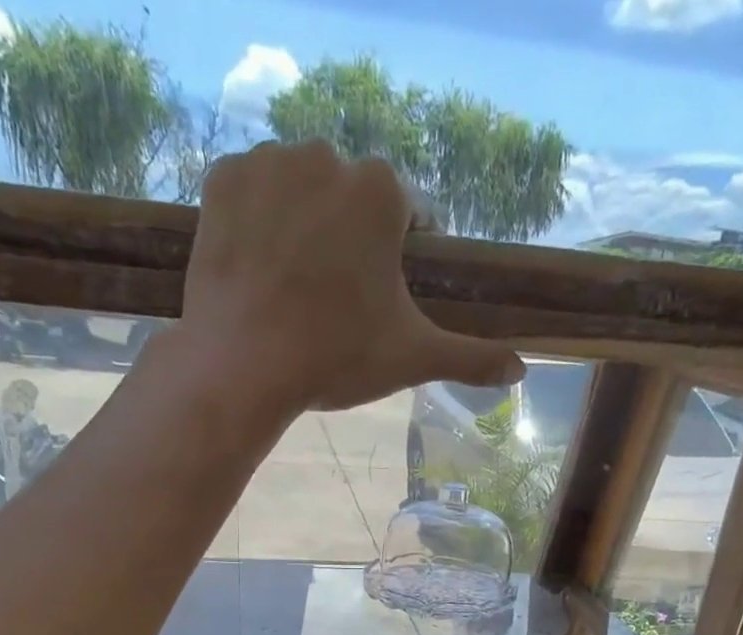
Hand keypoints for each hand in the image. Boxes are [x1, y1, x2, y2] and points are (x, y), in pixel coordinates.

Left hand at [180, 141, 523, 413]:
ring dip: (304, 225)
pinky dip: (258, 222)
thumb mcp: (412, 357)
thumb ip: (470, 357)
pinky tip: (259, 268)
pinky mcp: (221, 180)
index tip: (382, 298)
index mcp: (379, 190)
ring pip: (300, 191)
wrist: (244, 365)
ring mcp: (267, 163)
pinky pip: (251, 193)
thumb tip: (521, 370)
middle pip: (349, 200)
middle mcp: (325, 156)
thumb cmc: (337, 356)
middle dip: (349, 240)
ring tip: (294, 287)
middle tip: (335, 301)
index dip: (400, 258)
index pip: (406, 215)